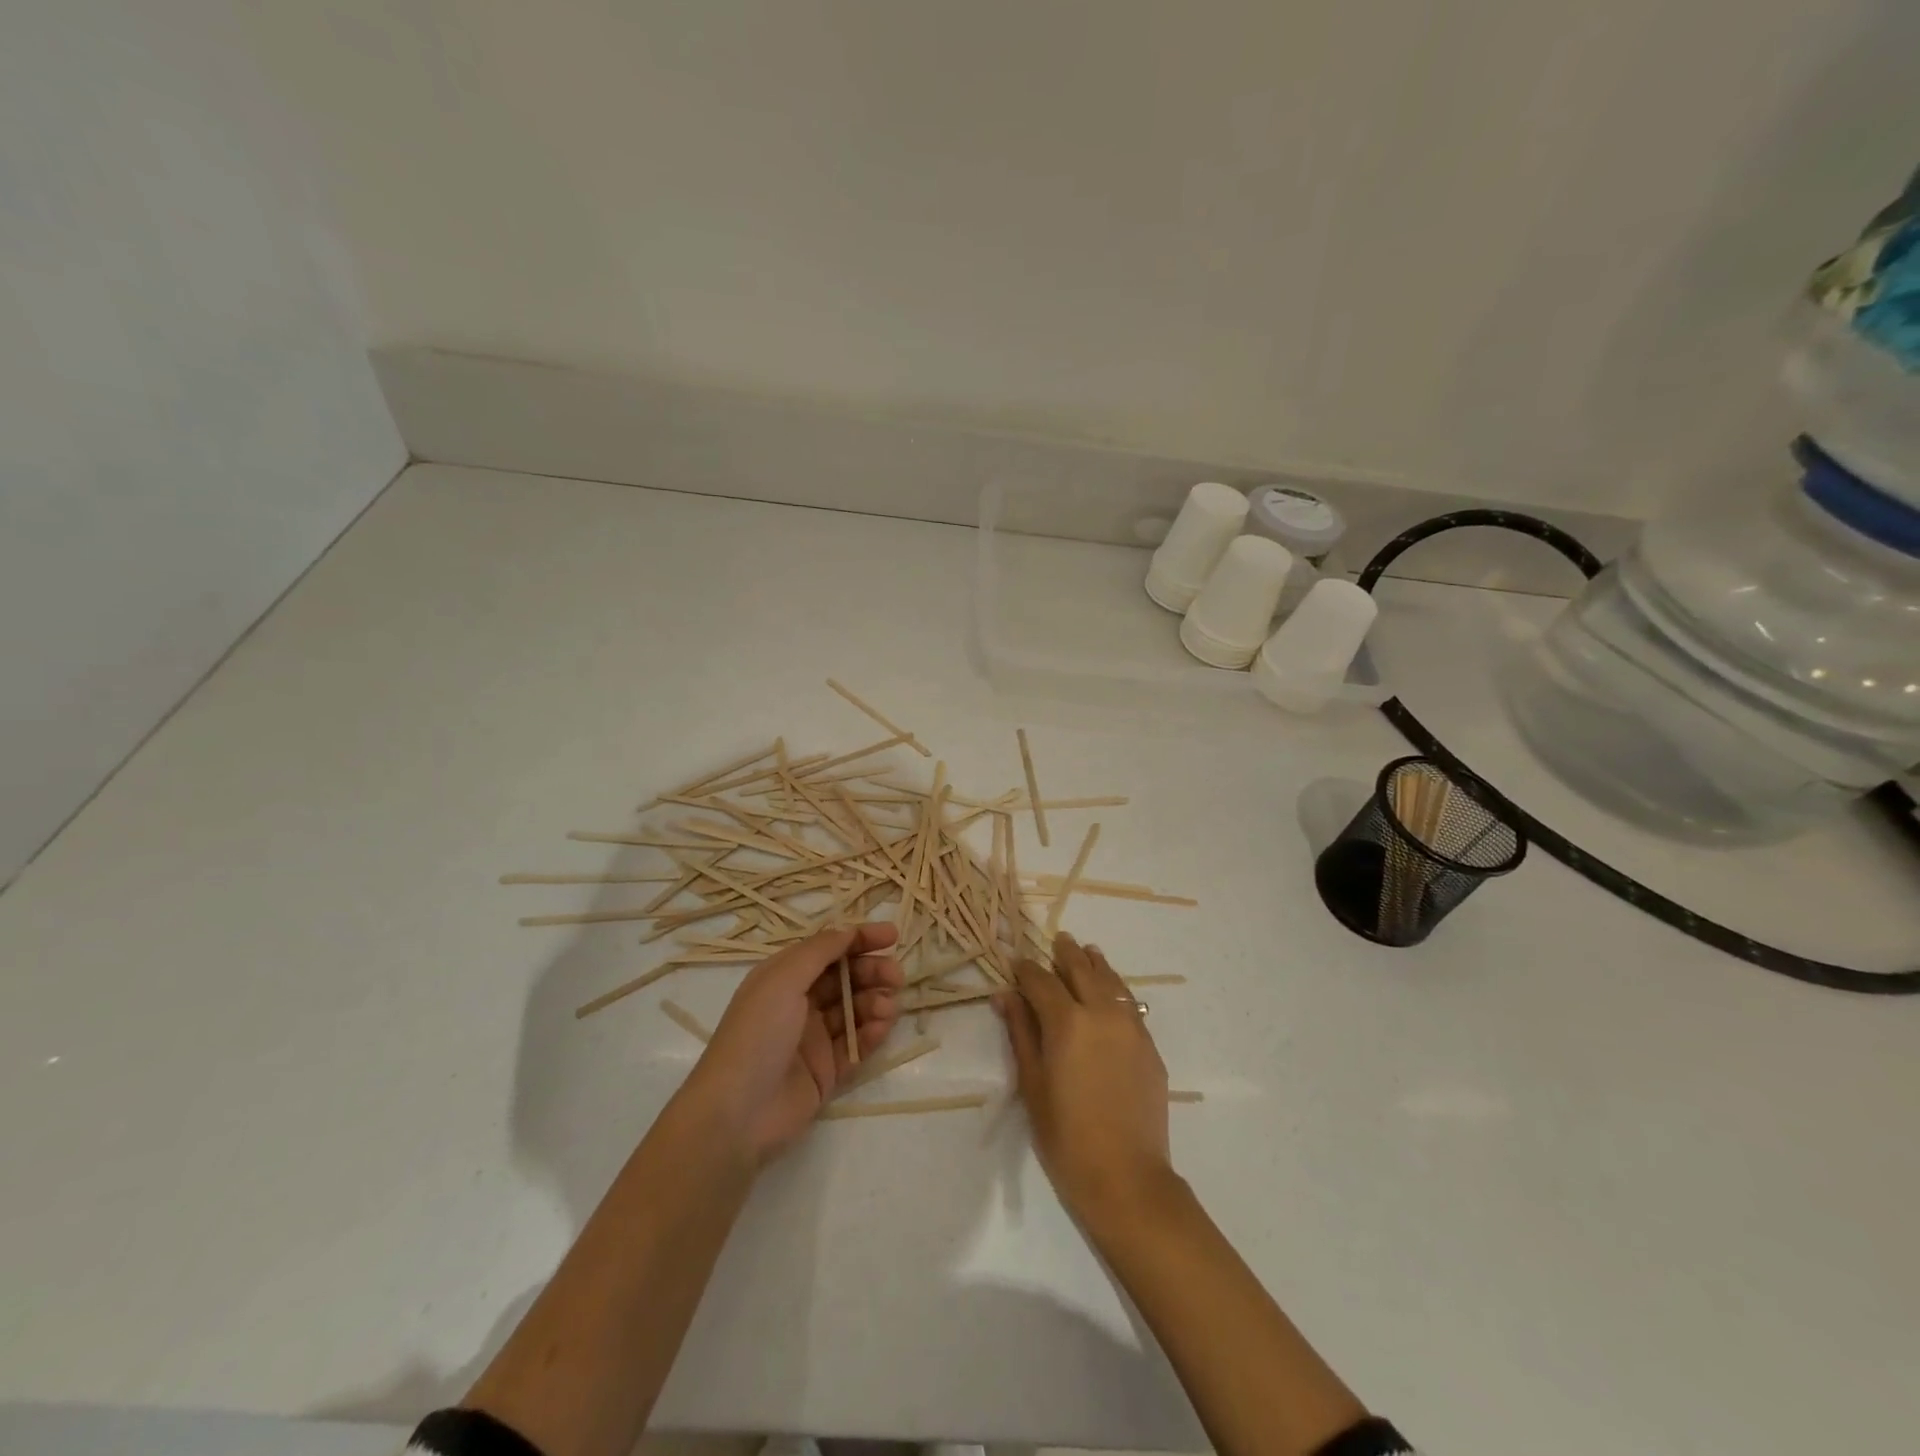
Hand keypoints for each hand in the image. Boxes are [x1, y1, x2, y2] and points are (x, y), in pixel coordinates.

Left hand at [684, 923, 903, 1166]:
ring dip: (875, 1002)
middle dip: (873, 972)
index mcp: (784, 977)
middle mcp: (800, 1003)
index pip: (829, 950)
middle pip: (846, 978)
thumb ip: (819, 952)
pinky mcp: (826, 1071)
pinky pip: (856, 1045)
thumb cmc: (757, 1035)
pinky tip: (881, 1028)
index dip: (860, 940)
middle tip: (896, 976)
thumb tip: (848, 931)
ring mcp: (814, 1039)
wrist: (737, 1114)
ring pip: (854, 1010)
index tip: (892, 936)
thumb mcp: (782, 980)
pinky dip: (871, 1033)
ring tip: (887, 1008)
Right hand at [996, 933, 1172, 1217]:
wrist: (1126, 1178)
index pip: (1041, 980)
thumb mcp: (1032, 1084)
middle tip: (1057, 941)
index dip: (1026, 969)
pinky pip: (1130, 1004)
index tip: (1016, 963)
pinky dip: (1116, 989)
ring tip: (1087, 952)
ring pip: (1112, 980)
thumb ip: (1020, 1033)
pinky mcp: (1149, 1046)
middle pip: (1082, 968)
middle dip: (1065, 953)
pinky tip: (1111, 992)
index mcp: (1067, 1022)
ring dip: (1095, 963)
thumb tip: (1005, 995)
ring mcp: (1131, 1027)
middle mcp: (1102, 1013)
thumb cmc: (1066, 1137)